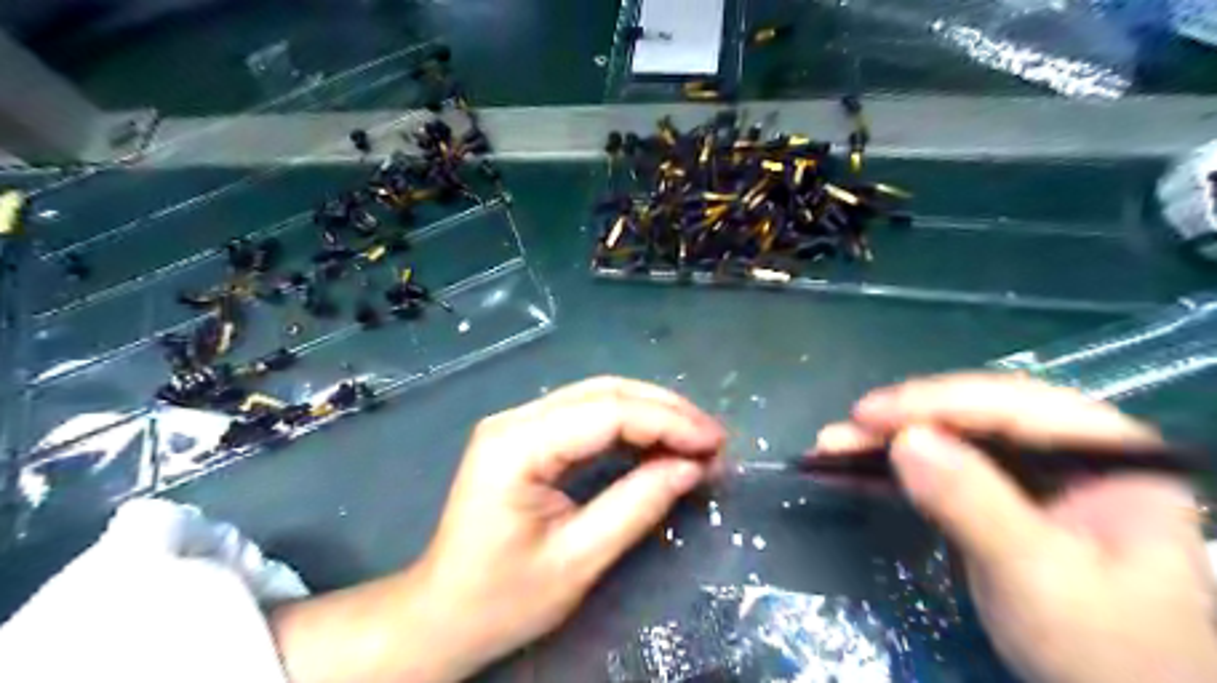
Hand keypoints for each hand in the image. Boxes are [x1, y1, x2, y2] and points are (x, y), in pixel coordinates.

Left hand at [268, 378, 719, 682]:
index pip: (608, 412)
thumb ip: (637, 505)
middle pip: (605, 392)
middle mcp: (515, 419)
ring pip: (599, 396)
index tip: (715, 444)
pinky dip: (630, 425)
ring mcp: (519, 423)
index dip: (668, 422)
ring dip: (652, 412)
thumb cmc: (502, 599)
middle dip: (666, 410)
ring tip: (696, 438)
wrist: (441, 614)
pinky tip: (659, 441)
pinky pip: (587, 415)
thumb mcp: (578, 560)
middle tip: (713, 438)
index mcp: (517, 445)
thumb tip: (691, 466)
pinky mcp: (527, 436)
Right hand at [818, 372, 1215, 682]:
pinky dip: (891, 475)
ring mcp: (1029, 479)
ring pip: (947, 443)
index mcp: (1102, 453)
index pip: (1009, 405)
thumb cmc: (1101, 648)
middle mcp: (1065, 453)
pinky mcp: (996, 503)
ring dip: (885, 446)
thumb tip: (904, 441)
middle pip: (970, 418)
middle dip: (900, 423)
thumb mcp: (1039, 575)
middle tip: (842, 432)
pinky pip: (937, 474)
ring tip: (830, 448)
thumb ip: (975, 503)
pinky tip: (848, 472)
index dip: (931, 403)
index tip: (866, 414)